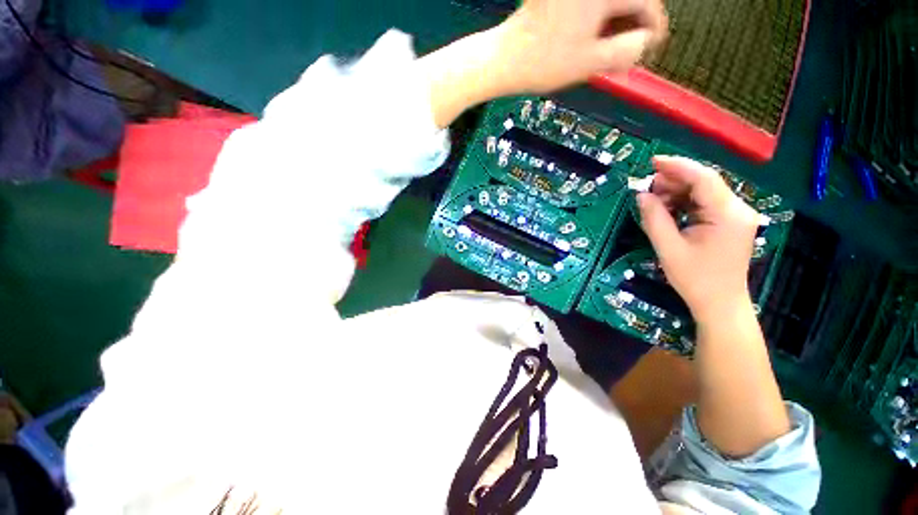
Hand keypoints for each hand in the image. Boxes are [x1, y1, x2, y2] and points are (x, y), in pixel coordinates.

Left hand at [422, 0, 666, 127]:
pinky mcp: (558, 0)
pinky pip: (589, 7)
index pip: (644, 1)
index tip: (652, 46)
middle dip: (631, 26)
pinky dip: (596, 22)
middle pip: (625, 0)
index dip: (653, 26)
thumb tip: (646, 40)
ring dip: (614, 25)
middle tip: (629, 54)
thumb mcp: (591, 61)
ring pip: (608, 3)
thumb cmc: (545, 63)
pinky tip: (594, 41)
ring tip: (611, 53)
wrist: (505, 61)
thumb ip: (627, 50)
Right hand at [636, 156, 760, 322]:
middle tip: (646, 187)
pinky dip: (685, 202)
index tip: (652, 162)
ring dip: (677, 192)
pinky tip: (668, 209)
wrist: (720, 303)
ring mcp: (736, 215)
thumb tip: (641, 195)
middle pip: (705, 182)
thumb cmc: (695, 279)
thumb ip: (654, 218)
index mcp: (727, 214)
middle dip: (674, 180)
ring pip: (704, 192)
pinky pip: (705, 203)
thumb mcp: (668, 248)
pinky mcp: (730, 222)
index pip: (703, 178)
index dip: (677, 166)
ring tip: (653, 200)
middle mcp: (738, 209)